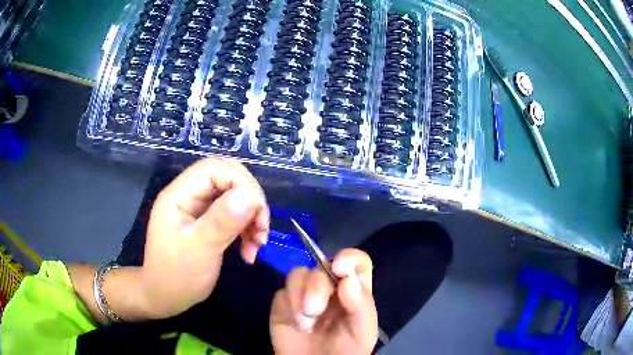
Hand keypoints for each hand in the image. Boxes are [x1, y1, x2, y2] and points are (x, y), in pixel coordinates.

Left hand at [140, 157, 268, 318]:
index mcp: (179, 195)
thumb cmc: (176, 277)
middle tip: (260, 227)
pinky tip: (250, 249)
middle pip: (228, 177)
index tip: (257, 212)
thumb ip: (221, 222)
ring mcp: (199, 208)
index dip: (240, 182)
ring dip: (252, 216)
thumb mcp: (198, 251)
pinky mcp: (208, 222)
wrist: (166, 298)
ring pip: (235, 195)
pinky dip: (247, 228)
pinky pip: (235, 214)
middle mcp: (189, 195)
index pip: (214, 168)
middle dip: (250, 199)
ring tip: (258, 243)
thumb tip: (249, 195)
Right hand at [270, 249, 377, 354]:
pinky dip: (287, 306)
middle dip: (316, 287)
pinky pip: (281, 292)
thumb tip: (348, 279)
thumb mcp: (362, 332)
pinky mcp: (284, 303)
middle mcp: (330, 287)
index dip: (349, 257)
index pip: (356, 261)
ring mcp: (305, 293)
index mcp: (354, 291)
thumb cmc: (346, 351)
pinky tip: (295, 325)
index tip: (339, 268)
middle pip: (320, 267)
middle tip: (314, 311)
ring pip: (297, 274)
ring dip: (298, 297)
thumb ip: (361, 306)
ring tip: (305, 324)